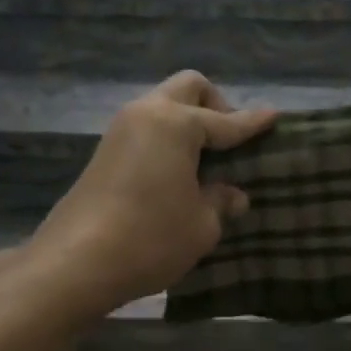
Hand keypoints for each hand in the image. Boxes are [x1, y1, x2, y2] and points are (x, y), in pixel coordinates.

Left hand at [24, 72, 276, 319]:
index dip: (253, 123)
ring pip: (164, 105)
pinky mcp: (105, 151)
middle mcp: (147, 114)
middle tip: (230, 141)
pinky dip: (168, 137)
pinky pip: (148, 127)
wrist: (75, 263)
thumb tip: (232, 194)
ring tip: (206, 160)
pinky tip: (178, 171)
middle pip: (189, 88)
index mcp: (176, 123)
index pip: (226, 121)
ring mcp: (121, 130)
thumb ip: (221, 201)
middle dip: (216, 105)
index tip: (275, 116)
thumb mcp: (202, 225)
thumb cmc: (150, 238)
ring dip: (188, 120)